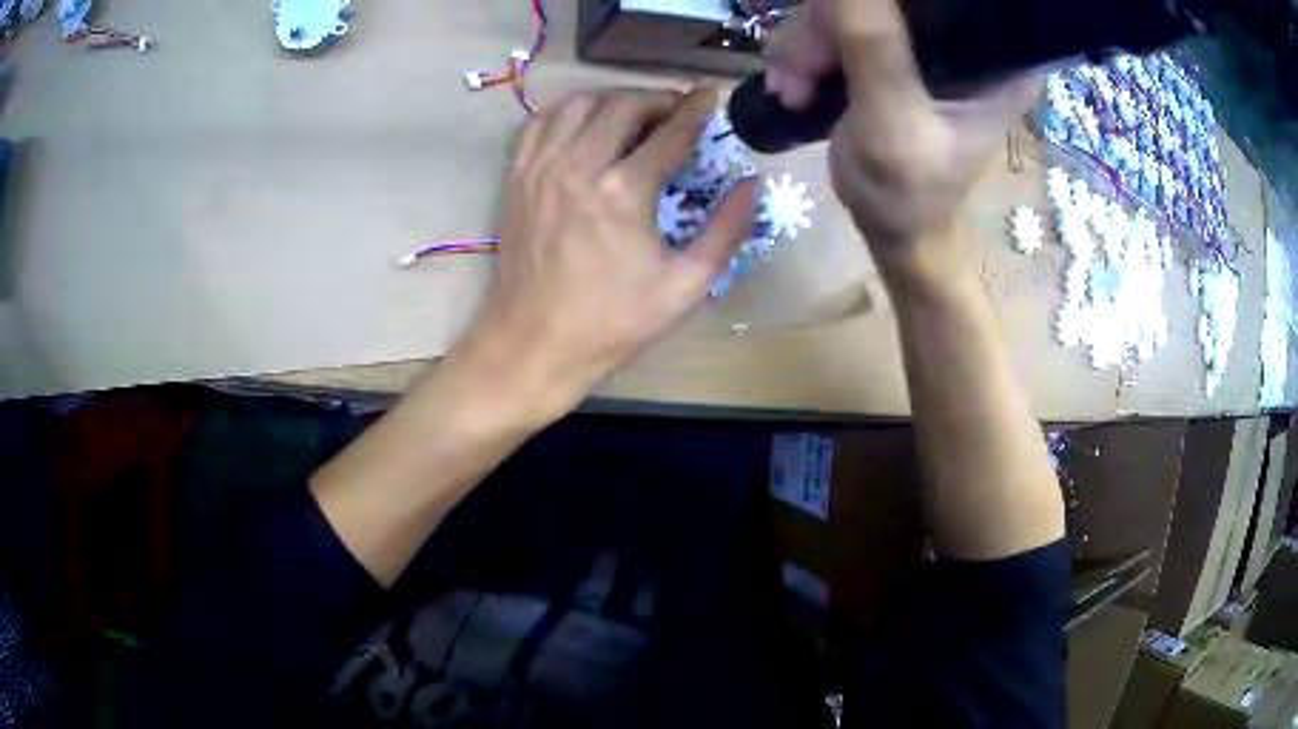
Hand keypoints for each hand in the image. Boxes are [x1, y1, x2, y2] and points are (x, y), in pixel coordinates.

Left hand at [454, 88, 756, 416]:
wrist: (536, 341)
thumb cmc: (613, 320)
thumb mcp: (686, 285)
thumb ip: (726, 231)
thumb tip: (751, 185)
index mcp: (624, 192)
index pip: (670, 131)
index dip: (696, 108)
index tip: (710, 93)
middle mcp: (579, 166)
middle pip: (623, 104)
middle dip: (657, 99)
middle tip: (676, 112)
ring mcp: (541, 168)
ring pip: (579, 104)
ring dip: (613, 98)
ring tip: (634, 114)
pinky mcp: (517, 177)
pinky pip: (541, 122)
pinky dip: (569, 110)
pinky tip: (586, 122)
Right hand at [766, 0, 1037, 275]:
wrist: (891, 229)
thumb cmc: (907, 193)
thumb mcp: (891, 120)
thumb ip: (872, 42)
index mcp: (997, 59)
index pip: (945, 2)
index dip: (884, 5)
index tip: (837, 31)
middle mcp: (968, 41)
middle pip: (888, 0)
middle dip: (827, 31)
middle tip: (798, 78)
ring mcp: (928, 44)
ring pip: (852, 9)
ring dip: (808, 46)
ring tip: (791, 91)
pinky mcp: (897, 51)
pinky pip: (841, 26)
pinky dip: (809, 52)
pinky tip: (795, 85)